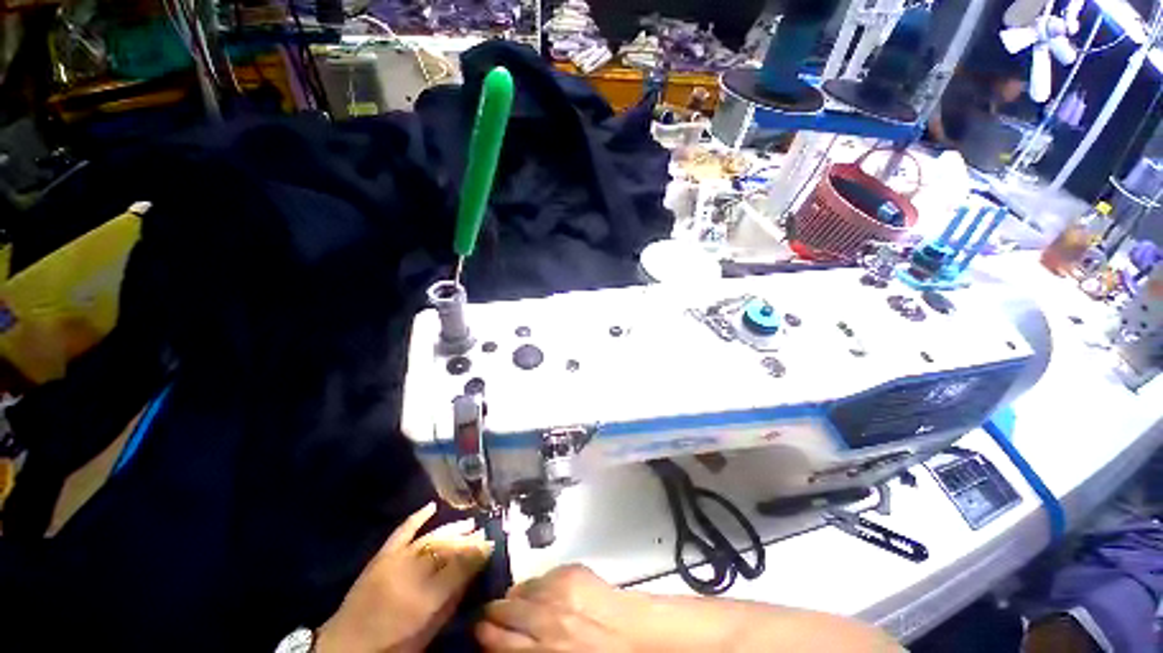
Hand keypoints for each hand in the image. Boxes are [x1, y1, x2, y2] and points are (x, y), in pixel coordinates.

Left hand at [316, 503, 492, 652]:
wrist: (347, 646)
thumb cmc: (394, 642)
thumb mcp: (430, 626)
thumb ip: (453, 598)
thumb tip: (474, 571)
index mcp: (428, 596)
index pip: (461, 565)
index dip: (478, 553)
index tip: (492, 542)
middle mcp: (413, 573)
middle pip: (448, 548)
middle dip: (468, 539)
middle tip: (483, 531)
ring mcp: (396, 560)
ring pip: (431, 538)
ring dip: (451, 528)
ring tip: (469, 521)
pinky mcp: (382, 556)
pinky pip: (402, 532)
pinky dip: (416, 518)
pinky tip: (431, 506)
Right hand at [476, 565, 635, 651]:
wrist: (635, 638)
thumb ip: (529, 651)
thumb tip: (508, 642)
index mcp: (542, 650)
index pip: (499, 639)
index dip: (484, 633)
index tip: (478, 629)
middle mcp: (546, 620)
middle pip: (505, 609)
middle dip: (493, 611)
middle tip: (490, 613)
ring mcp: (559, 591)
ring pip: (523, 588)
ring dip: (516, 595)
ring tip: (514, 600)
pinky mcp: (572, 571)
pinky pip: (544, 575)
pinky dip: (538, 583)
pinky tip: (541, 590)